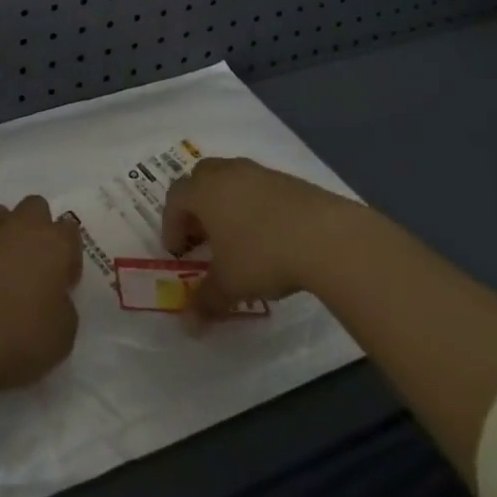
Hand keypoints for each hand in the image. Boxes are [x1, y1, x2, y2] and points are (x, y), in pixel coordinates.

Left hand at [0, 196, 83, 394]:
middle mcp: (22, 226)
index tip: (62, 283)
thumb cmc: (20, 336)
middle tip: (32, 266)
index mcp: (55, 244)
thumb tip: (53, 298)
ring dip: (3, 235)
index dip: (68, 256)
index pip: (70, 231)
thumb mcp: (62, 335)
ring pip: (0, 216)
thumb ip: (63, 307)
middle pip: (35, 208)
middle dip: (36, 229)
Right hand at [162, 158, 358, 320]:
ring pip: (230, 180)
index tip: (178, 253)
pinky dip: (253, 205)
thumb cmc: (262, 255)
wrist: (324, 235)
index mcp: (203, 191)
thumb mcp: (230, 284)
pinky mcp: (286, 179)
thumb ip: (206, 300)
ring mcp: (257, 172)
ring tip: (236, 237)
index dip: (171, 225)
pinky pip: (257, 187)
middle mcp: (226, 173)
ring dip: (225, 204)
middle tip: (202, 238)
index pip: (175, 199)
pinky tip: (268, 234)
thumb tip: (188, 325)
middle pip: (200, 180)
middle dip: (196, 207)